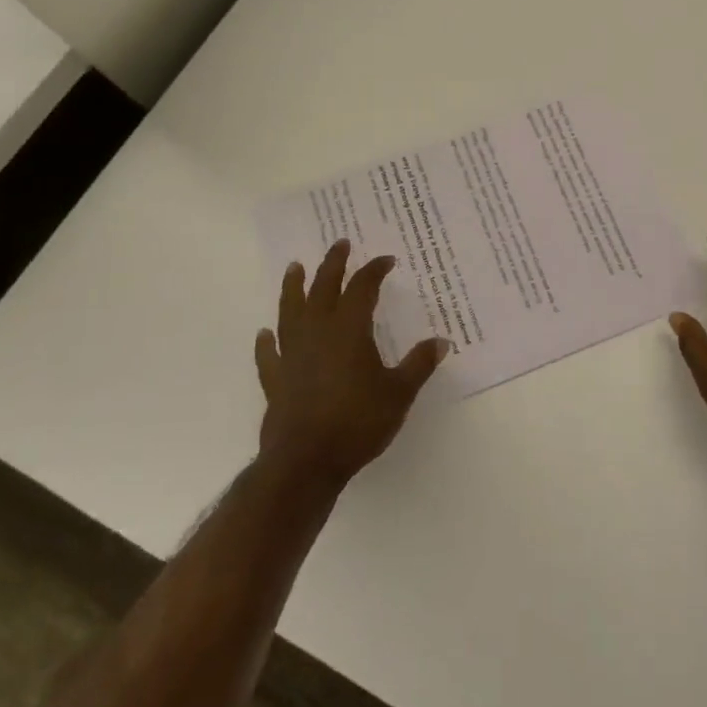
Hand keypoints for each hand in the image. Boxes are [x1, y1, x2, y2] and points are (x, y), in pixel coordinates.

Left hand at [255, 241, 449, 487]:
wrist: (306, 462)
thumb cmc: (357, 422)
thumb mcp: (399, 393)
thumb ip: (419, 364)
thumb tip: (441, 341)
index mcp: (349, 330)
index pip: (362, 288)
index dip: (374, 270)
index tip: (386, 260)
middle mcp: (317, 333)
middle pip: (324, 288)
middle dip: (333, 264)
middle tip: (340, 244)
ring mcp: (292, 355)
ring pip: (290, 311)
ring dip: (293, 287)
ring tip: (294, 268)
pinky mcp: (276, 379)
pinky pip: (270, 353)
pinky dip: (267, 341)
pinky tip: (266, 333)